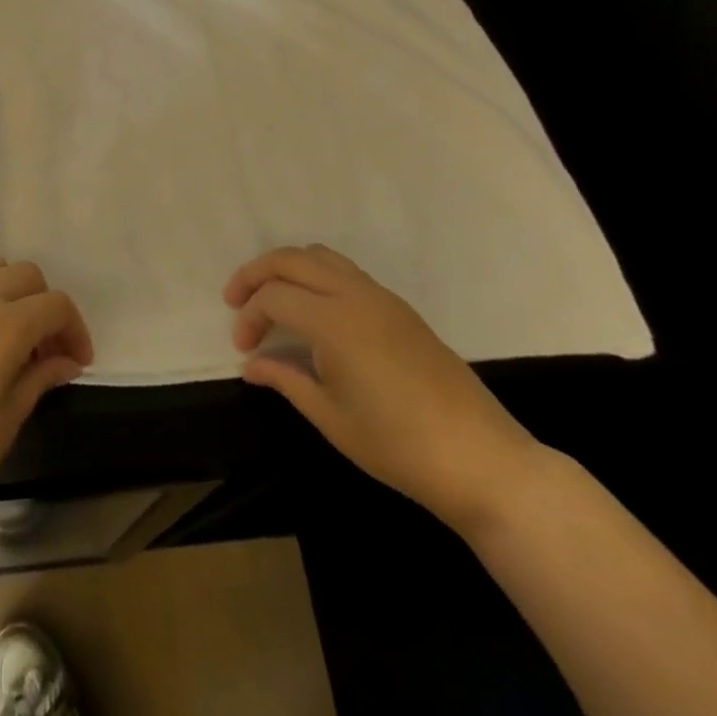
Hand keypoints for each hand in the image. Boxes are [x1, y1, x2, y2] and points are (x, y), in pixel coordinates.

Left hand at [0, 258, 92, 543]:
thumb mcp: (5, 422)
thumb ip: (39, 379)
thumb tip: (66, 361)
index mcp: (6, 324)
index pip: (56, 306)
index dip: (76, 331)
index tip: (78, 365)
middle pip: (28, 276)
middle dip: (47, 307)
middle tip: (48, 353)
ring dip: (15, 293)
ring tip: (15, 340)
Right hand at [226, 244, 543, 533]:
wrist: (480, 459)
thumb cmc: (398, 446)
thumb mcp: (332, 418)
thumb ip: (286, 380)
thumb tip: (252, 365)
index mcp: (335, 321)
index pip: (274, 297)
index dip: (249, 318)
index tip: (243, 350)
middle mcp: (356, 295)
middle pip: (293, 259)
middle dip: (257, 273)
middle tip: (236, 301)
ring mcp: (382, 297)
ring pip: (322, 256)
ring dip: (289, 268)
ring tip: (271, 299)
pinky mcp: (400, 308)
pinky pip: (347, 272)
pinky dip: (317, 277)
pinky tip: (313, 313)